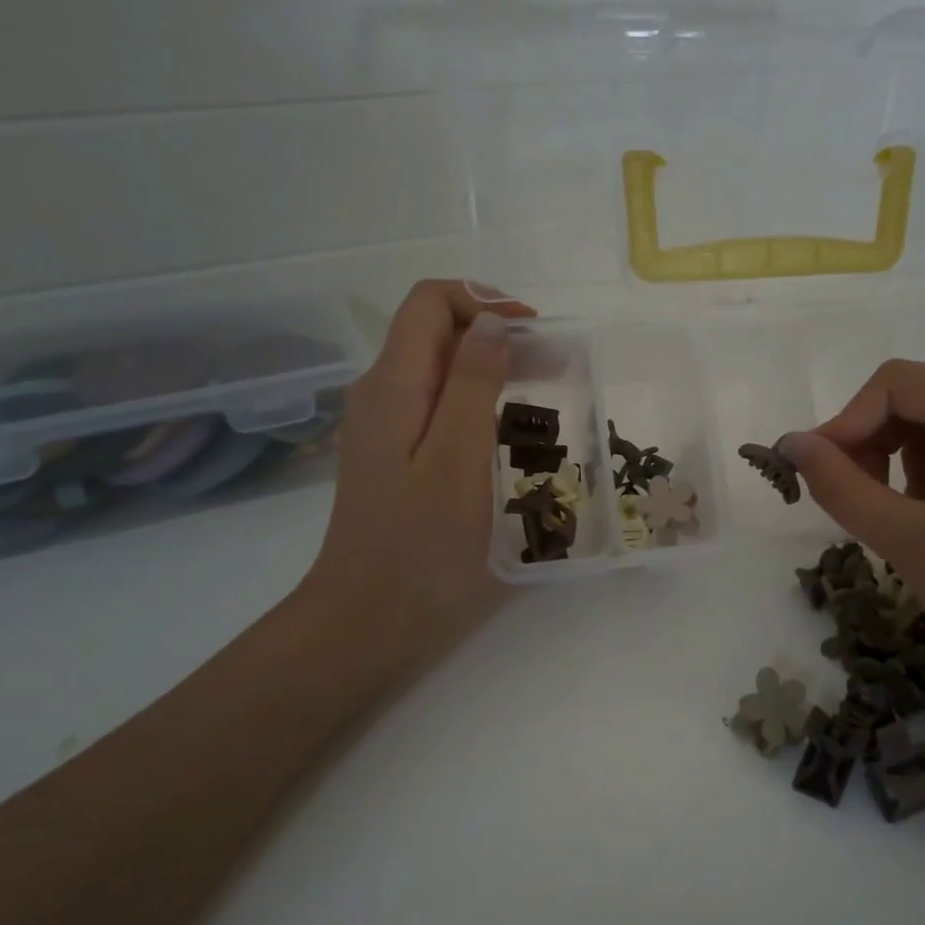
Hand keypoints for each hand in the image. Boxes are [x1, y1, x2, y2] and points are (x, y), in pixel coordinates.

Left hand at [292, 280, 533, 685]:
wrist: (366, 623)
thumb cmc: (421, 548)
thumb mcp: (458, 460)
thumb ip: (473, 384)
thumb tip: (490, 322)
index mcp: (393, 385)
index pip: (430, 301)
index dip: (485, 302)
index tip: (536, 333)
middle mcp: (381, 394)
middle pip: (436, 333)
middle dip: (497, 335)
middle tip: (557, 367)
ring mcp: (384, 429)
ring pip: (439, 371)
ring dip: (492, 370)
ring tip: (545, 397)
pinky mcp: (394, 459)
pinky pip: (438, 409)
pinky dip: (478, 404)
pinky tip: (508, 436)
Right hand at [778, 360, 924, 733]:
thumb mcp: (906, 540)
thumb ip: (840, 485)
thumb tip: (790, 443)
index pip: (898, 384)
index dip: (845, 422)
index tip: (815, 473)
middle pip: (921, 397)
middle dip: (871, 439)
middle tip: (846, 494)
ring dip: (898, 456)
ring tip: (886, 509)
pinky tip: (924, 515)